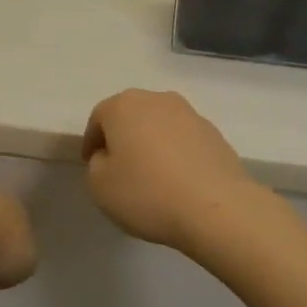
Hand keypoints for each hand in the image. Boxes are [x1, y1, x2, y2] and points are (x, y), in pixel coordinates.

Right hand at [81, 90, 263, 250]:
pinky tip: (177, 180)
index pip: (98, 118)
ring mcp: (190, 114)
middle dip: (122, 137)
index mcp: (124, 106)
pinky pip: (183, 140)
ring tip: (151, 175)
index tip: (91, 164)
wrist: (215, 207)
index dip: (91, 142)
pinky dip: (175, 153)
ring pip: (159, 125)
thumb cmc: (148, 193)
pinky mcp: (214, 133)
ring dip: (151, 143)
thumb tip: (110, 156)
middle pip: (131, 115)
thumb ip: (97, 164)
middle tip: (119, 167)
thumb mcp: (100, 186)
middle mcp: (157, 99)